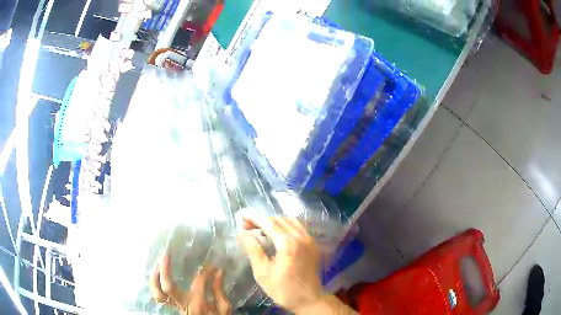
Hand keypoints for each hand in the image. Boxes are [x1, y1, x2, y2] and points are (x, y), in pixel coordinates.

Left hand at [149, 253, 230, 314]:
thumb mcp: (224, 308)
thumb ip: (219, 291)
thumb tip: (218, 272)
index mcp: (198, 303)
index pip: (199, 281)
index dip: (206, 270)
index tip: (212, 265)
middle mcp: (183, 304)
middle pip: (168, 286)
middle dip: (164, 269)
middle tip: (165, 254)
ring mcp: (175, 306)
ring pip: (158, 293)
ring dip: (155, 278)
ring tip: (157, 264)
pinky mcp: (173, 306)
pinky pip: (159, 297)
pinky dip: (156, 286)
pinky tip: (158, 276)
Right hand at [239, 216, 322, 312]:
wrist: (309, 299)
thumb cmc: (283, 289)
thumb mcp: (262, 273)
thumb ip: (253, 250)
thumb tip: (243, 233)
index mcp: (288, 245)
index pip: (269, 224)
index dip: (254, 218)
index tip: (242, 217)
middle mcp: (301, 238)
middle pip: (279, 220)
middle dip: (262, 220)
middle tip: (248, 227)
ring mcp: (310, 240)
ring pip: (290, 221)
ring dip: (274, 221)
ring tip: (260, 229)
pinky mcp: (313, 244)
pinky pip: (299, 227)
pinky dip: (286, 225)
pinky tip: (277, 233)